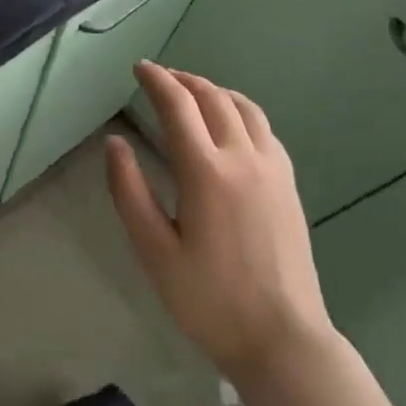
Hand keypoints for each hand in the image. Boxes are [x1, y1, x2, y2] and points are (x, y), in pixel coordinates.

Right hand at [106, 62, 333, 378]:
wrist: (282, 338)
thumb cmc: (208, 300)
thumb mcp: (154, 251)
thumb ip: (130, 192)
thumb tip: (116, 143)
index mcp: (206, 172)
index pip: (178, 106)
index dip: (156, 81)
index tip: (139, 68)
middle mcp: (243, 158)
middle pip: (213, 98)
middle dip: (183, 80)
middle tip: (160, 77)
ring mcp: (273, 169)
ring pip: (244, 108)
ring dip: (214, 90)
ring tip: (192, 92)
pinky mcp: (289, 184)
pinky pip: (264, 128)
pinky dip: (240, 110)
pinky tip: (230, 124)